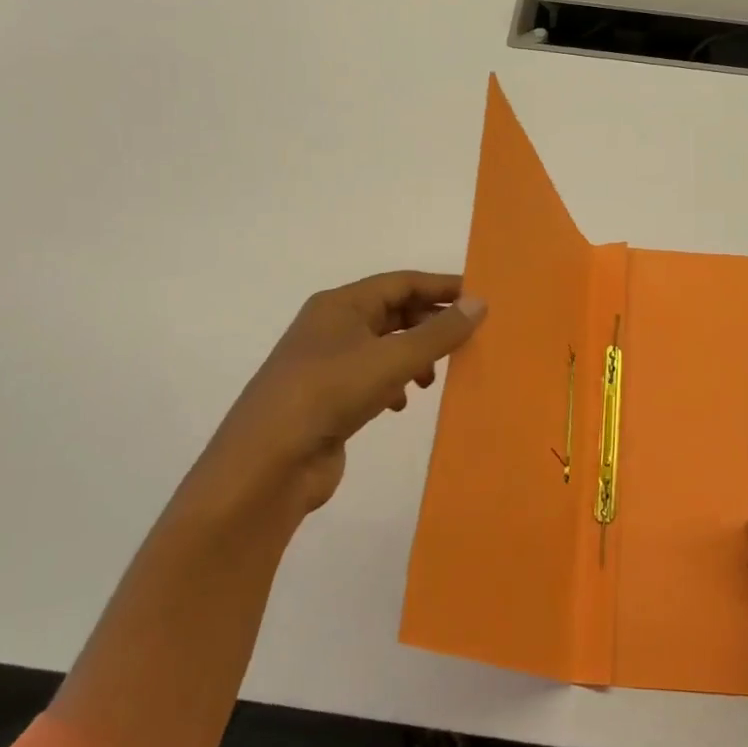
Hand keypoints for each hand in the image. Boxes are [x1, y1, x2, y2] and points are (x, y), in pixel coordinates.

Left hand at [200, 271, 485, 521]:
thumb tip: (480, 303)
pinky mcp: (325, 399)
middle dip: (429, 324)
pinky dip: (392, 384)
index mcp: (341, 304)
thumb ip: (439, 332)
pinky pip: (370, 378)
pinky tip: (401, 404)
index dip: (441, 287)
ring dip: (413, 356)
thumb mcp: (393, 358)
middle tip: (466, 339)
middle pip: (392, 312)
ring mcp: (325, 363)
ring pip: (382, 346)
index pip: (401, 282)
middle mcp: (331, 326)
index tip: (479, 297)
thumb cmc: (330, 393)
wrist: (267, 464)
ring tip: (433, 378)